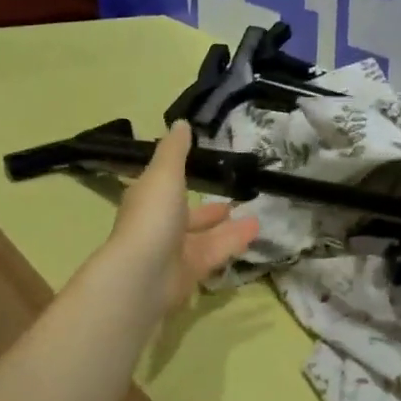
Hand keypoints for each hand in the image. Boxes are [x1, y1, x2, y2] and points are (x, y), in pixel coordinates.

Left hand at [105, 123, 259, 315]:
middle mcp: (158, 227)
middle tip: (233, 200)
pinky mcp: (189, 276)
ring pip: (204, 239)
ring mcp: (172, 254)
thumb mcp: (165, 175)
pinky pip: (214, 256)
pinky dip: (232, 245)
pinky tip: (255, 235)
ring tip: (257, 218)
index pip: (164, 187)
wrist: (143, 277)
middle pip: (186, 217)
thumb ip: (175, 150)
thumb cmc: (152, 218)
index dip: (181, 178)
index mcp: (147, 201)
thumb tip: (181, 123)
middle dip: (209, 211)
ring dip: (229, 229)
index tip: (204, 169)